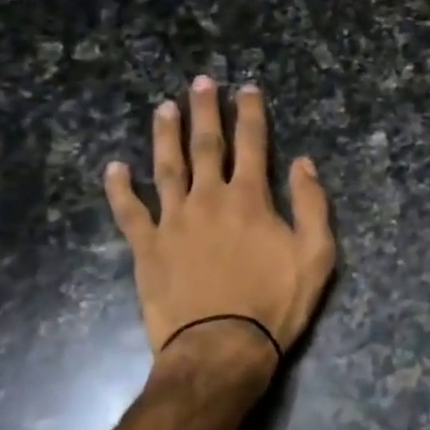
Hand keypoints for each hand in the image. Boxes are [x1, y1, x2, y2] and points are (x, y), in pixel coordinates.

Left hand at [105, 77, 335, 384]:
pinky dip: (119, 189)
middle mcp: (209, 198)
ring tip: (163, 108)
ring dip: (165, 135)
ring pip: (166, 167)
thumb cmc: (274, 304)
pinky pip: (129, 212)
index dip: (250, 113)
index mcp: (250, 198)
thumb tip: (304, 163)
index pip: (252, 144)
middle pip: (206, 145)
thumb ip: (311, 204)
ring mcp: (173, 221)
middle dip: (205, 111)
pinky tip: (114, 167)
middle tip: (200, 81)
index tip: (246, 88)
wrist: (221, 348)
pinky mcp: (147, 247)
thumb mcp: (315, 255)